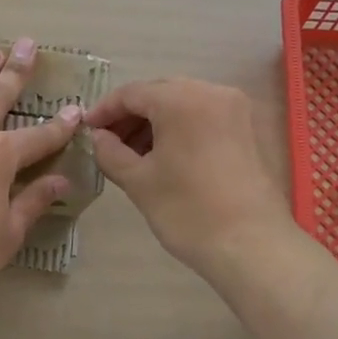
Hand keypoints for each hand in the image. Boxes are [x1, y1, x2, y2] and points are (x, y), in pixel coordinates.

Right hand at [86, 78, 295, 277]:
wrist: (251, 246)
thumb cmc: (188, 211)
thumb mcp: (138, 181)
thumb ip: (110, 152)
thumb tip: (98, 138)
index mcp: (181, 99)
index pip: (131, 93)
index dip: (104, 110)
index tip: (86, 130)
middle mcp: (211, 92)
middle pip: (159, 93)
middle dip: (130, 116)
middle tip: (107, 142)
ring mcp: (234, 109)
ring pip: (182, 103)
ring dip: (154, 122)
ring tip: (132, 153)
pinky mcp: (247, 128)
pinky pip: (203, 115)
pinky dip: (179, 127)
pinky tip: (164, 155)